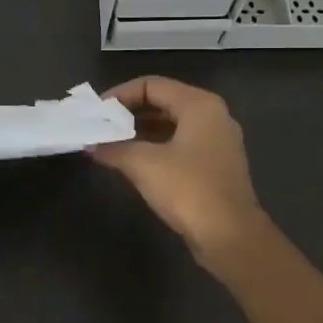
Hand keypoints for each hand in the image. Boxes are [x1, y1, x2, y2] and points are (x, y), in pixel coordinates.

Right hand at [90, 76, 265, 259]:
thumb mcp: (143, 164)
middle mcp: (213, 116)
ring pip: (172, 124)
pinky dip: (156, 146)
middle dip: (129, 113)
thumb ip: (114, 148)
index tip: (97, 111)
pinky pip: (181, 144)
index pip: (152, 85)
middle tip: (101, 125)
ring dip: (141, 131)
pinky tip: (134, 161)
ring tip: (111, 142)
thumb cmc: (188, 190)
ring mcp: (218, 141)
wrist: (231, 238)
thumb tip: (91, 146)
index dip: (120, 94)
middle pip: (163, 102)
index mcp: (199, 105)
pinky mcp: (216, 165)